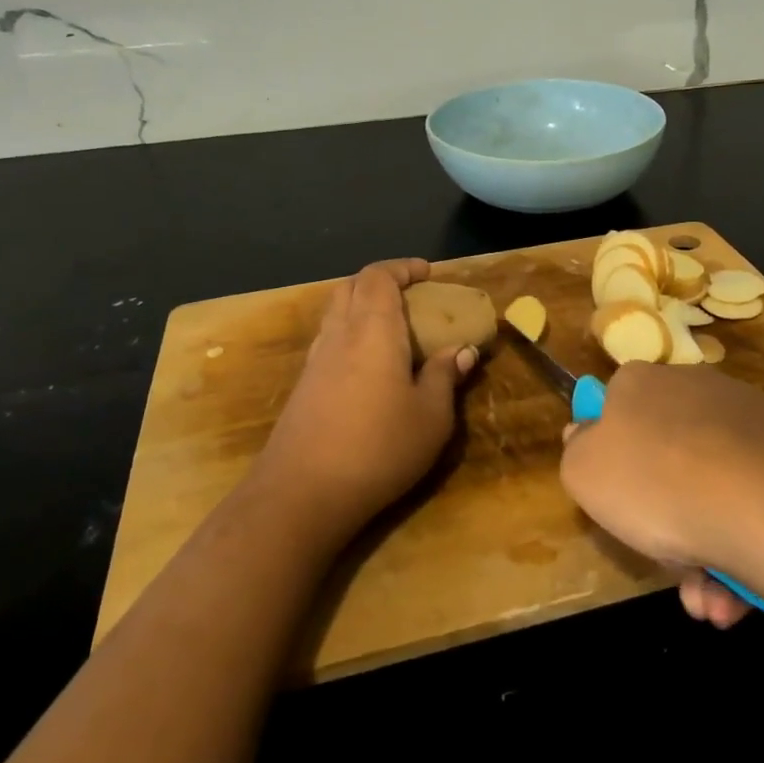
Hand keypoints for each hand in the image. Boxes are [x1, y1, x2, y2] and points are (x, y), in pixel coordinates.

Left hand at [252, 259, 475, 541]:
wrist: (301, 495)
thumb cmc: (378, 448)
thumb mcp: (431, 417)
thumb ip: (444, 378)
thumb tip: (462, 351)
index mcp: (373, 330)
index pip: (379, 276)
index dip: (402, 268)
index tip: (427, 273)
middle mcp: (339, 335)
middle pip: (351, 287)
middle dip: (380, 282)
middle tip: (410, 296)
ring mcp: (315, 361)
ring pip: (335, 313)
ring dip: (362, 307)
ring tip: (393, 329)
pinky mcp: (303, 388)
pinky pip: (329, 341)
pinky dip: (350, 336)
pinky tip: (369, 368)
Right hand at [559, 363, 763, 615]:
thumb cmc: (657, 483)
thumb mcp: (584, 472)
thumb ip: (576, 452)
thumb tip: (585, 434)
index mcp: (641, 383)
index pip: (615, 409)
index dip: (611, 459)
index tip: (616, 502)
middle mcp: (695, 388)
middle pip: (665, 460)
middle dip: (661, 524)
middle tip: (669, 571)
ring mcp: (747, 420)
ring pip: (709, 492)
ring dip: (701, 554)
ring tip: (708, 602)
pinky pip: (751, 503)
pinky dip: (740, 549)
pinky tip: (738, 594)